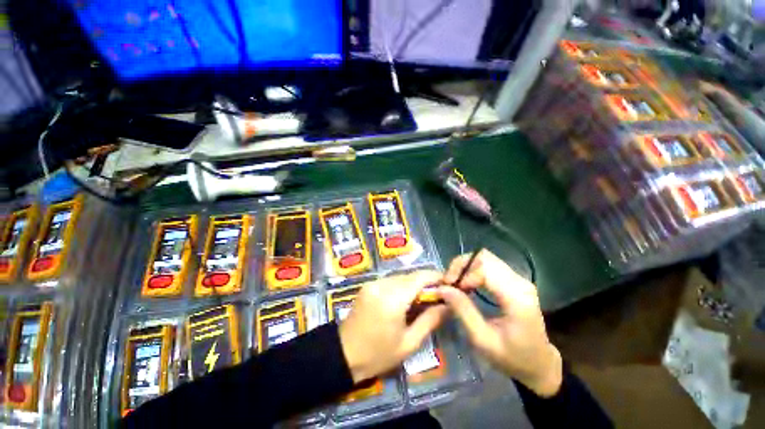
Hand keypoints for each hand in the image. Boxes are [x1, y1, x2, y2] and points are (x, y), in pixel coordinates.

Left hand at [339, 271, 448, 382]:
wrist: (344, 354)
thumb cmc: (378, 354)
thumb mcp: (409, 343)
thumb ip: (430, 320)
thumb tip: (448, 305)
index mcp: (393, 299)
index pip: (419, 277)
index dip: (435, 276)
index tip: (448, 283)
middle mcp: (383, 284)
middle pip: (410, 275)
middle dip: (425, 282)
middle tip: (437, 295)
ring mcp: (373, 282)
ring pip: (400, 276)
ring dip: (413, 284)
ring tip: (421, 298)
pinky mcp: (368, 284)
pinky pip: (390, 280)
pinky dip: (401, 286)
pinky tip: (404, 299)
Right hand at [439, 250, 562, 396]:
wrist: (539, 364)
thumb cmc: (511, 358)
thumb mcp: (482, 339)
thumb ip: (463, 310)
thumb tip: (442, 288)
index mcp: (516, 297)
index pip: (484, 267)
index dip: (463, 273)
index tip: (449, 287)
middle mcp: (520, 282)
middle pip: (484, 257)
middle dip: (461, 266)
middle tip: (449, 283)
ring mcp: (519, 279)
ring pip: (485, 258)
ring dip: (466, 267)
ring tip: (456, 284)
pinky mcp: (515, 281)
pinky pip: (489, 266)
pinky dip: (473, 271)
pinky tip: (467, 284)